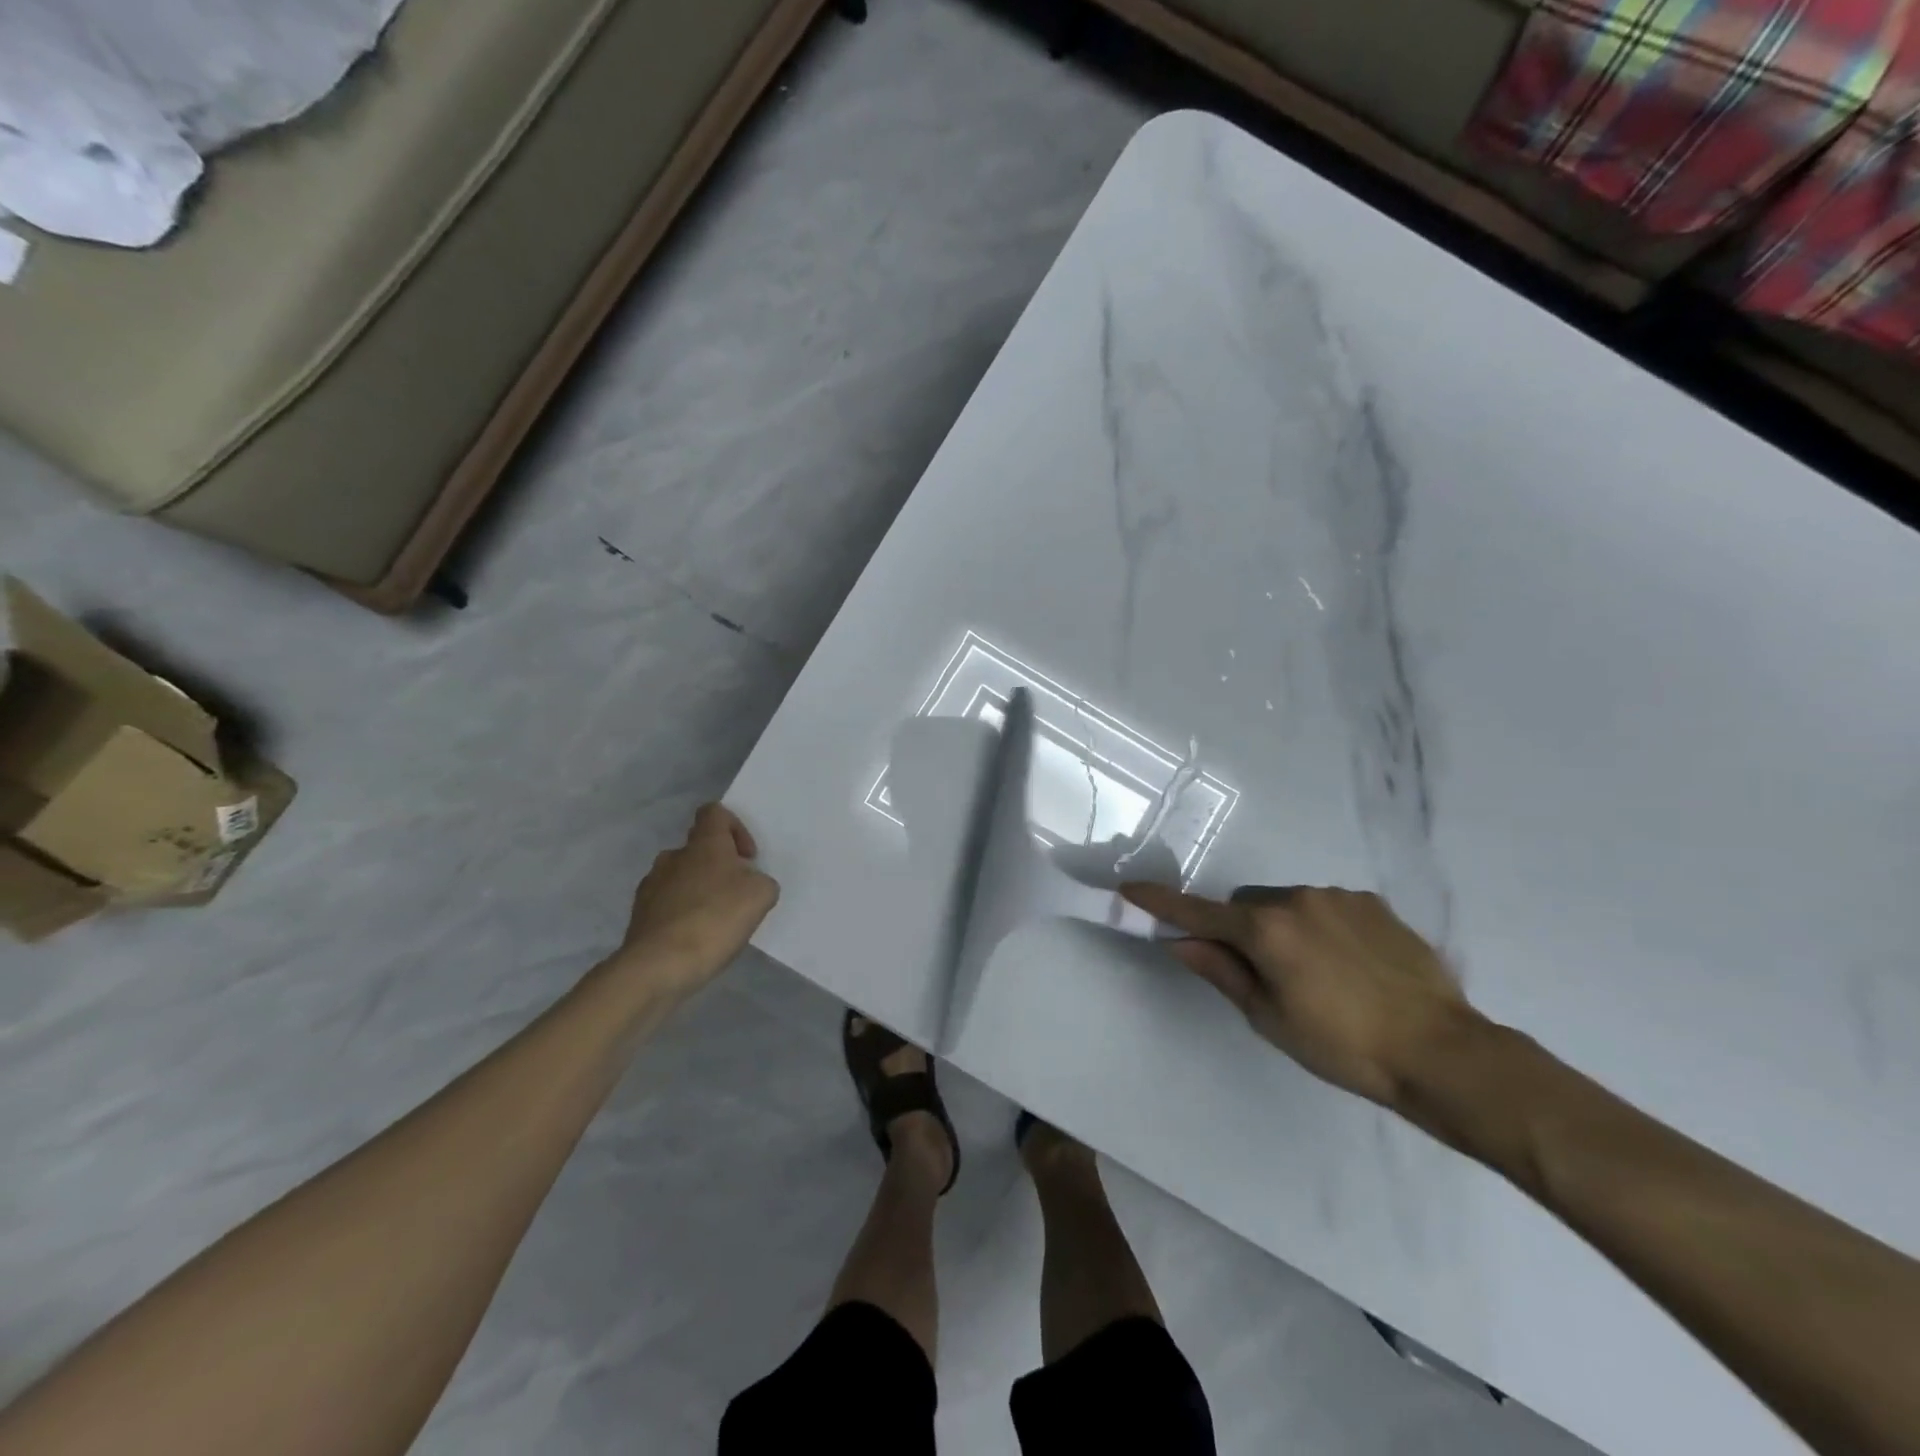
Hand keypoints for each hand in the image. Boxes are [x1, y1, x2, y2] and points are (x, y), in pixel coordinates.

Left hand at [612, 804, 778, 997]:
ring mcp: (651, 886)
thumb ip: (761, 881)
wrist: (658, 966)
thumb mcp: (761, 895)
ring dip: (699, 890)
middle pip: (699, 848)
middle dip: (719, 866)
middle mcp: (673, 857)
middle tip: (736, 894)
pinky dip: (683, 914)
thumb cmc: (715, 919)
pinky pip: (667, 904)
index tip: (747, 857)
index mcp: (703, 844)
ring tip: (716, 921)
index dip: (735, 827)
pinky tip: (696, 939)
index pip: (715, 813)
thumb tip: (749, 884)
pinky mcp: (639, 915)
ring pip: (681, 877)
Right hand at [1120, 882, 1477, 1107]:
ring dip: (1283, 927)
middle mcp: (1297, 899)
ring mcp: (1338, 897)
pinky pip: (1326, 906)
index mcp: (1266, 930)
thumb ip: (1222, 972)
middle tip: (1262, 973)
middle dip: (1240, 929)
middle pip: (1245, 905)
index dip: (1161, 903)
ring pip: (1286, 903)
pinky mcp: (1372, 903)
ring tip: (1318, 975)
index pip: (1198, 912)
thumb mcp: (1270, 1018)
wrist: (1442, 1052)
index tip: (1129, 890)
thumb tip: (1182, 942)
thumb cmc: (1343, 1046)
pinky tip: (1349, 966)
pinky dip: (1320, 926)